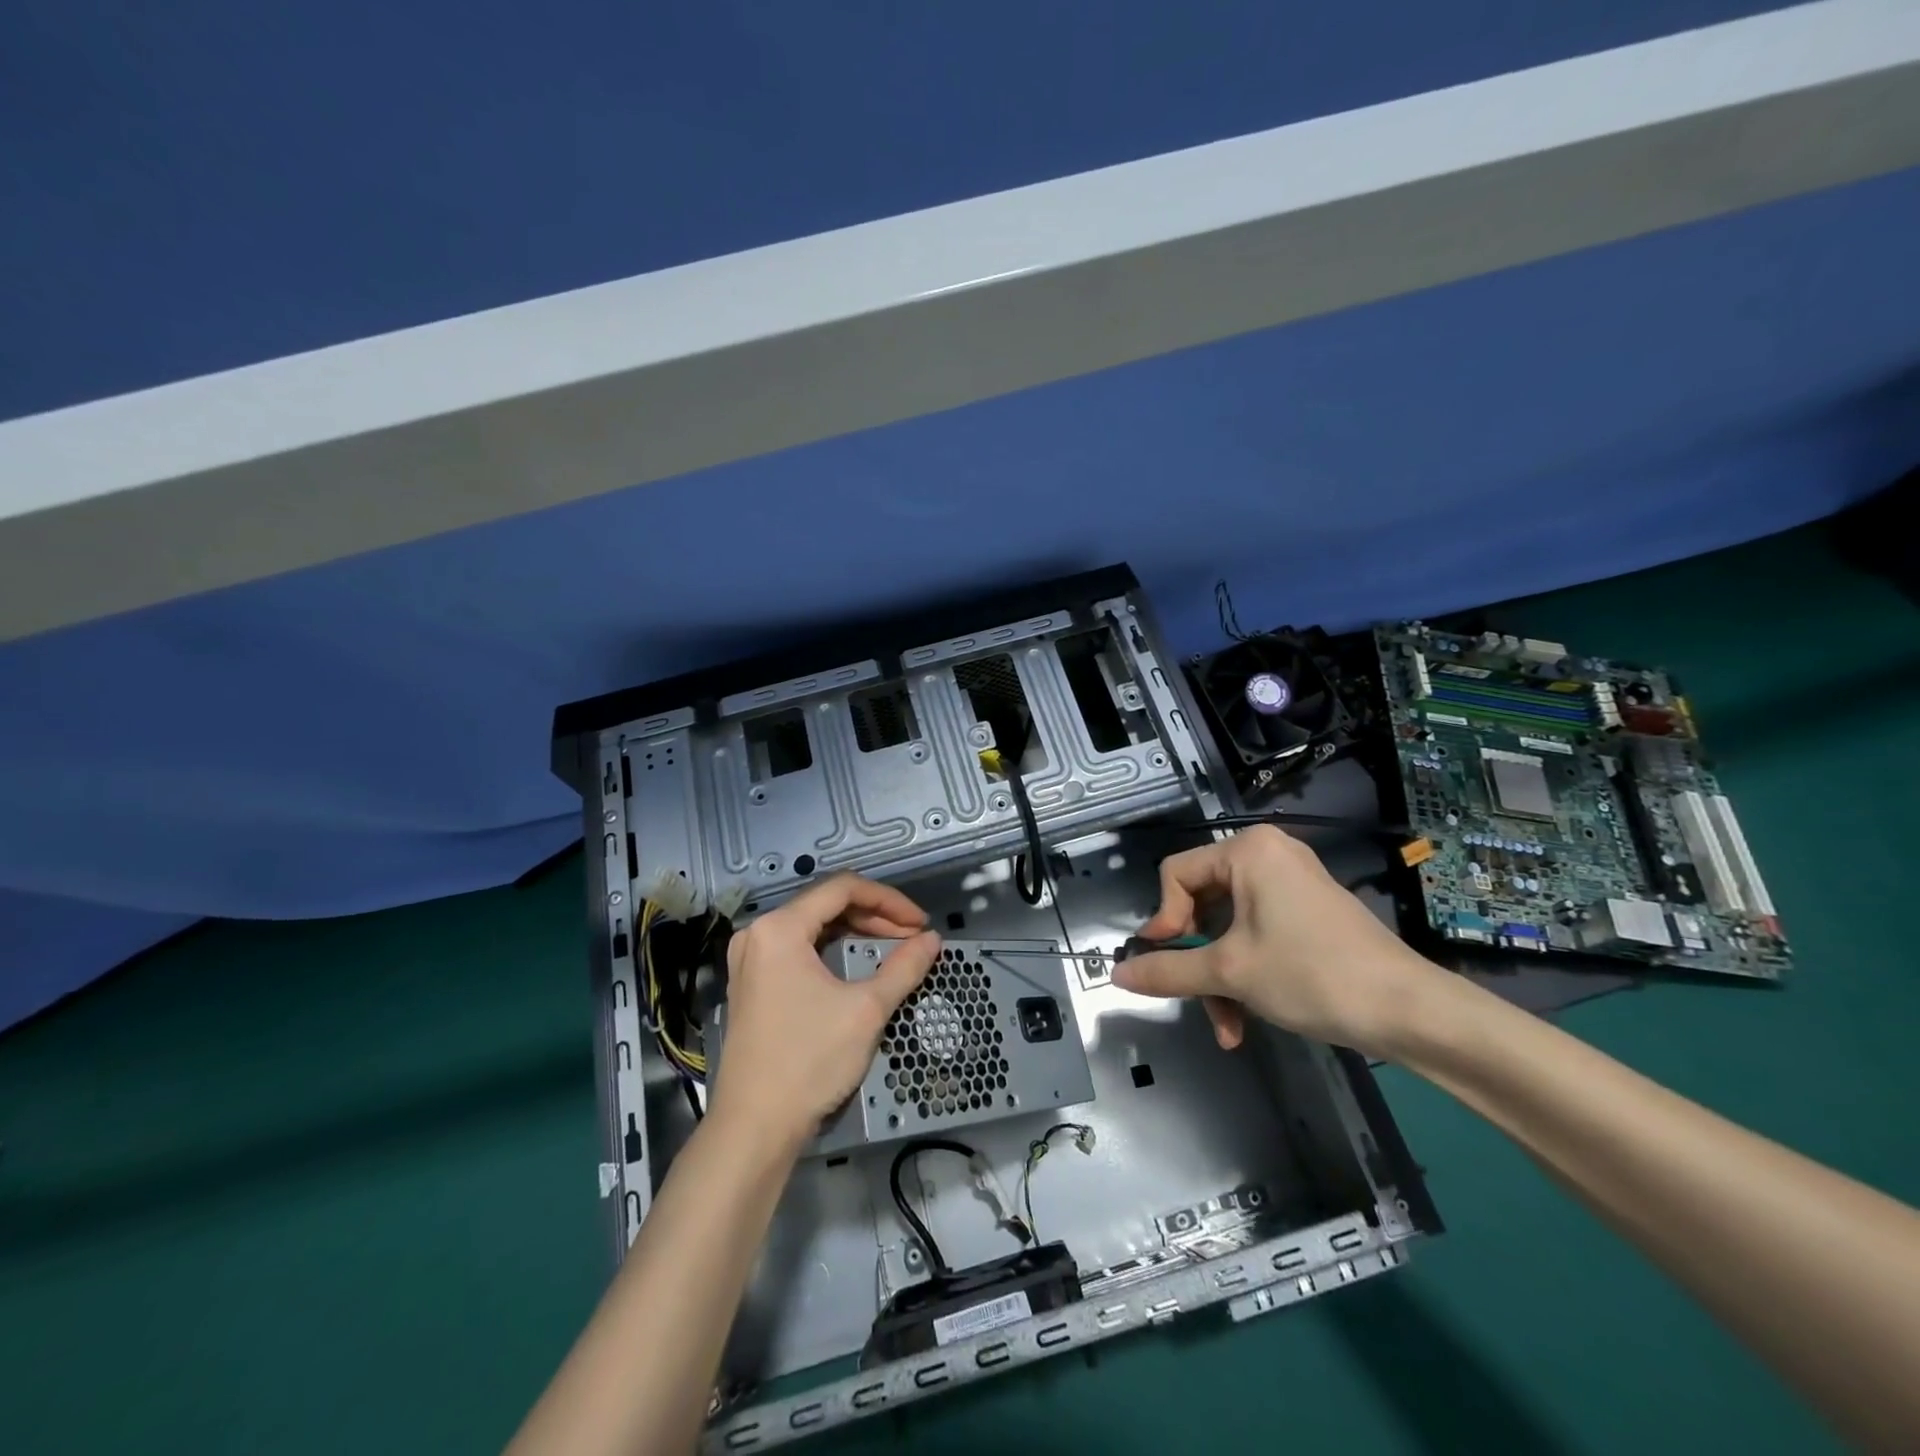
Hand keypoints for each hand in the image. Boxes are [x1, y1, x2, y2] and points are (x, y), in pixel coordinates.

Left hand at [708, 874, 941, 1146]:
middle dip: (875, 916)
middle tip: (912, 937)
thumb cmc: (809, 1061)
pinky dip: (832, 950)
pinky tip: (858, 964)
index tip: (921, 923)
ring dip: (855, 932)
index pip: (843, 889)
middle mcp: (759, 933)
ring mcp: (750, 959)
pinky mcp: (752, 983)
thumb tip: (932, 941)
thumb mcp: (866, 1010)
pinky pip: (798, 949)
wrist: (754, 1129)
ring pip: (813, 926)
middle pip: (826, 904)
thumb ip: (903, 967)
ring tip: (893, 948)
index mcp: (780, 928)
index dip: (889, 900)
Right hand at [1112, 825, 1435, 1058]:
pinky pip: (1256, 934)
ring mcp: (1290, 884)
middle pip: (1202, 904)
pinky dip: (1246, 972)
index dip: (1164, 921)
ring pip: (1228, 928)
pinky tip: (1246, 1020)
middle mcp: (1267, 856)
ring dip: (1220, 978)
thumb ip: (1167, 970)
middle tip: (1196, 1000)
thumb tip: (1116, 975)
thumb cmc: (1311, 974)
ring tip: (1227, 1027)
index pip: (1176, 875)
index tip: (1166, 962)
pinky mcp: (1307, 913)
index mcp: (1247, 850)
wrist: (1410, 1011)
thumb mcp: (1230, 973)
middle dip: (1197, 960)